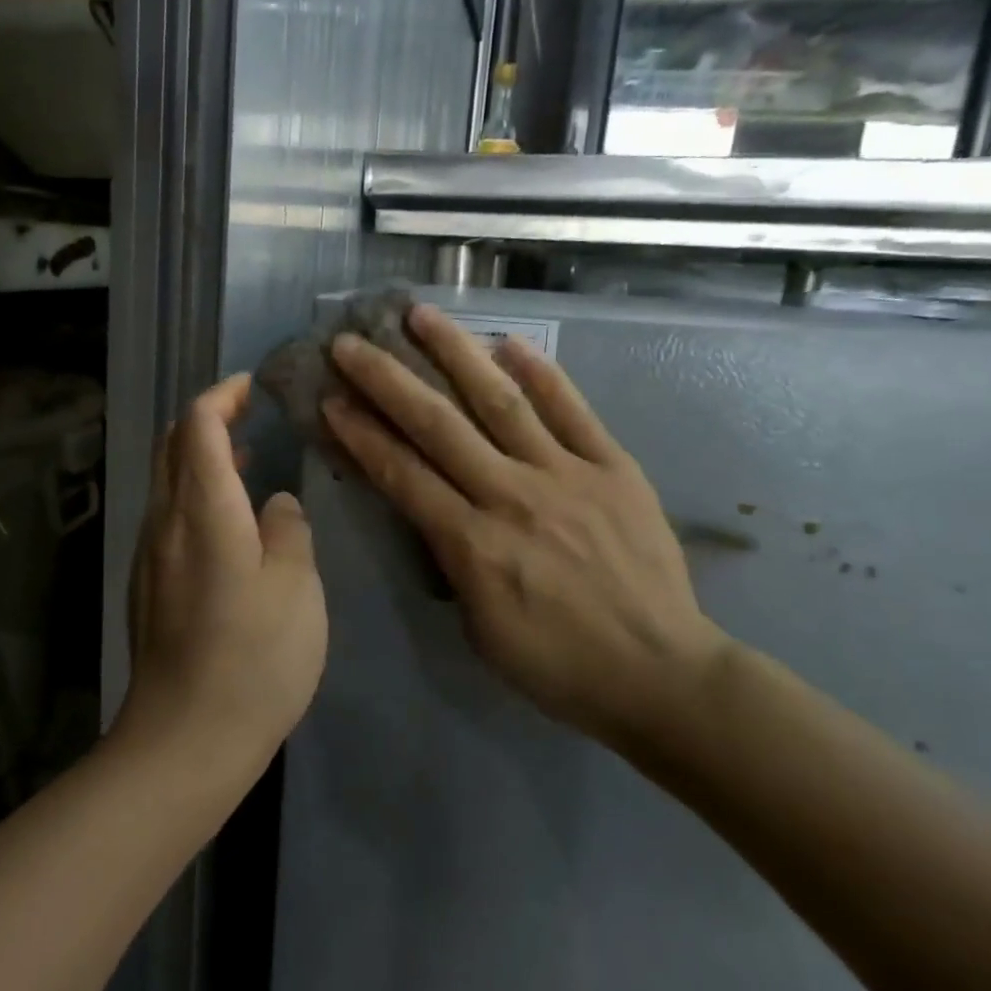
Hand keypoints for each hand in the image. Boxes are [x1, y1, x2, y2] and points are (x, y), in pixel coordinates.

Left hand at [120, 374, 328, 779]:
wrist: (184, 740)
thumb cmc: (253, 659)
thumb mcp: (296, 587)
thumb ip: (288, 530)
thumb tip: (274, 505)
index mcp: (203, 509)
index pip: (197, 424)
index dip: (222, 395)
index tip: (251, 387)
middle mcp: (165, 521)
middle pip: (172, 446)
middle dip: (207, 419)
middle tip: (249, 415)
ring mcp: (150, 556)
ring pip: (167, 482)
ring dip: (200, 459)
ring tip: (246, 462)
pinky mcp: (148, 587)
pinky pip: (169, 517)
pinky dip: (196, 496)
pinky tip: (230, 524)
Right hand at [322, 305, 729, 751]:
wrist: (660, 675)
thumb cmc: (558, 665)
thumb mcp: (479, 628)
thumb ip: (452, 560)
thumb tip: (436, 510)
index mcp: (473, 544)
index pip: (402, 474)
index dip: (361, 433)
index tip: (330, 398)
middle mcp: (512, 496)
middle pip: (438, 425)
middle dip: (387, 379)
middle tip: (352, 342)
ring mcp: (566, 475)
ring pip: (500, 401)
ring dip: (456, 353)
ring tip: (421, 315)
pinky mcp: (613, 468)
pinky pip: (573, 411)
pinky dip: (542, 374)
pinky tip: (511, 342)